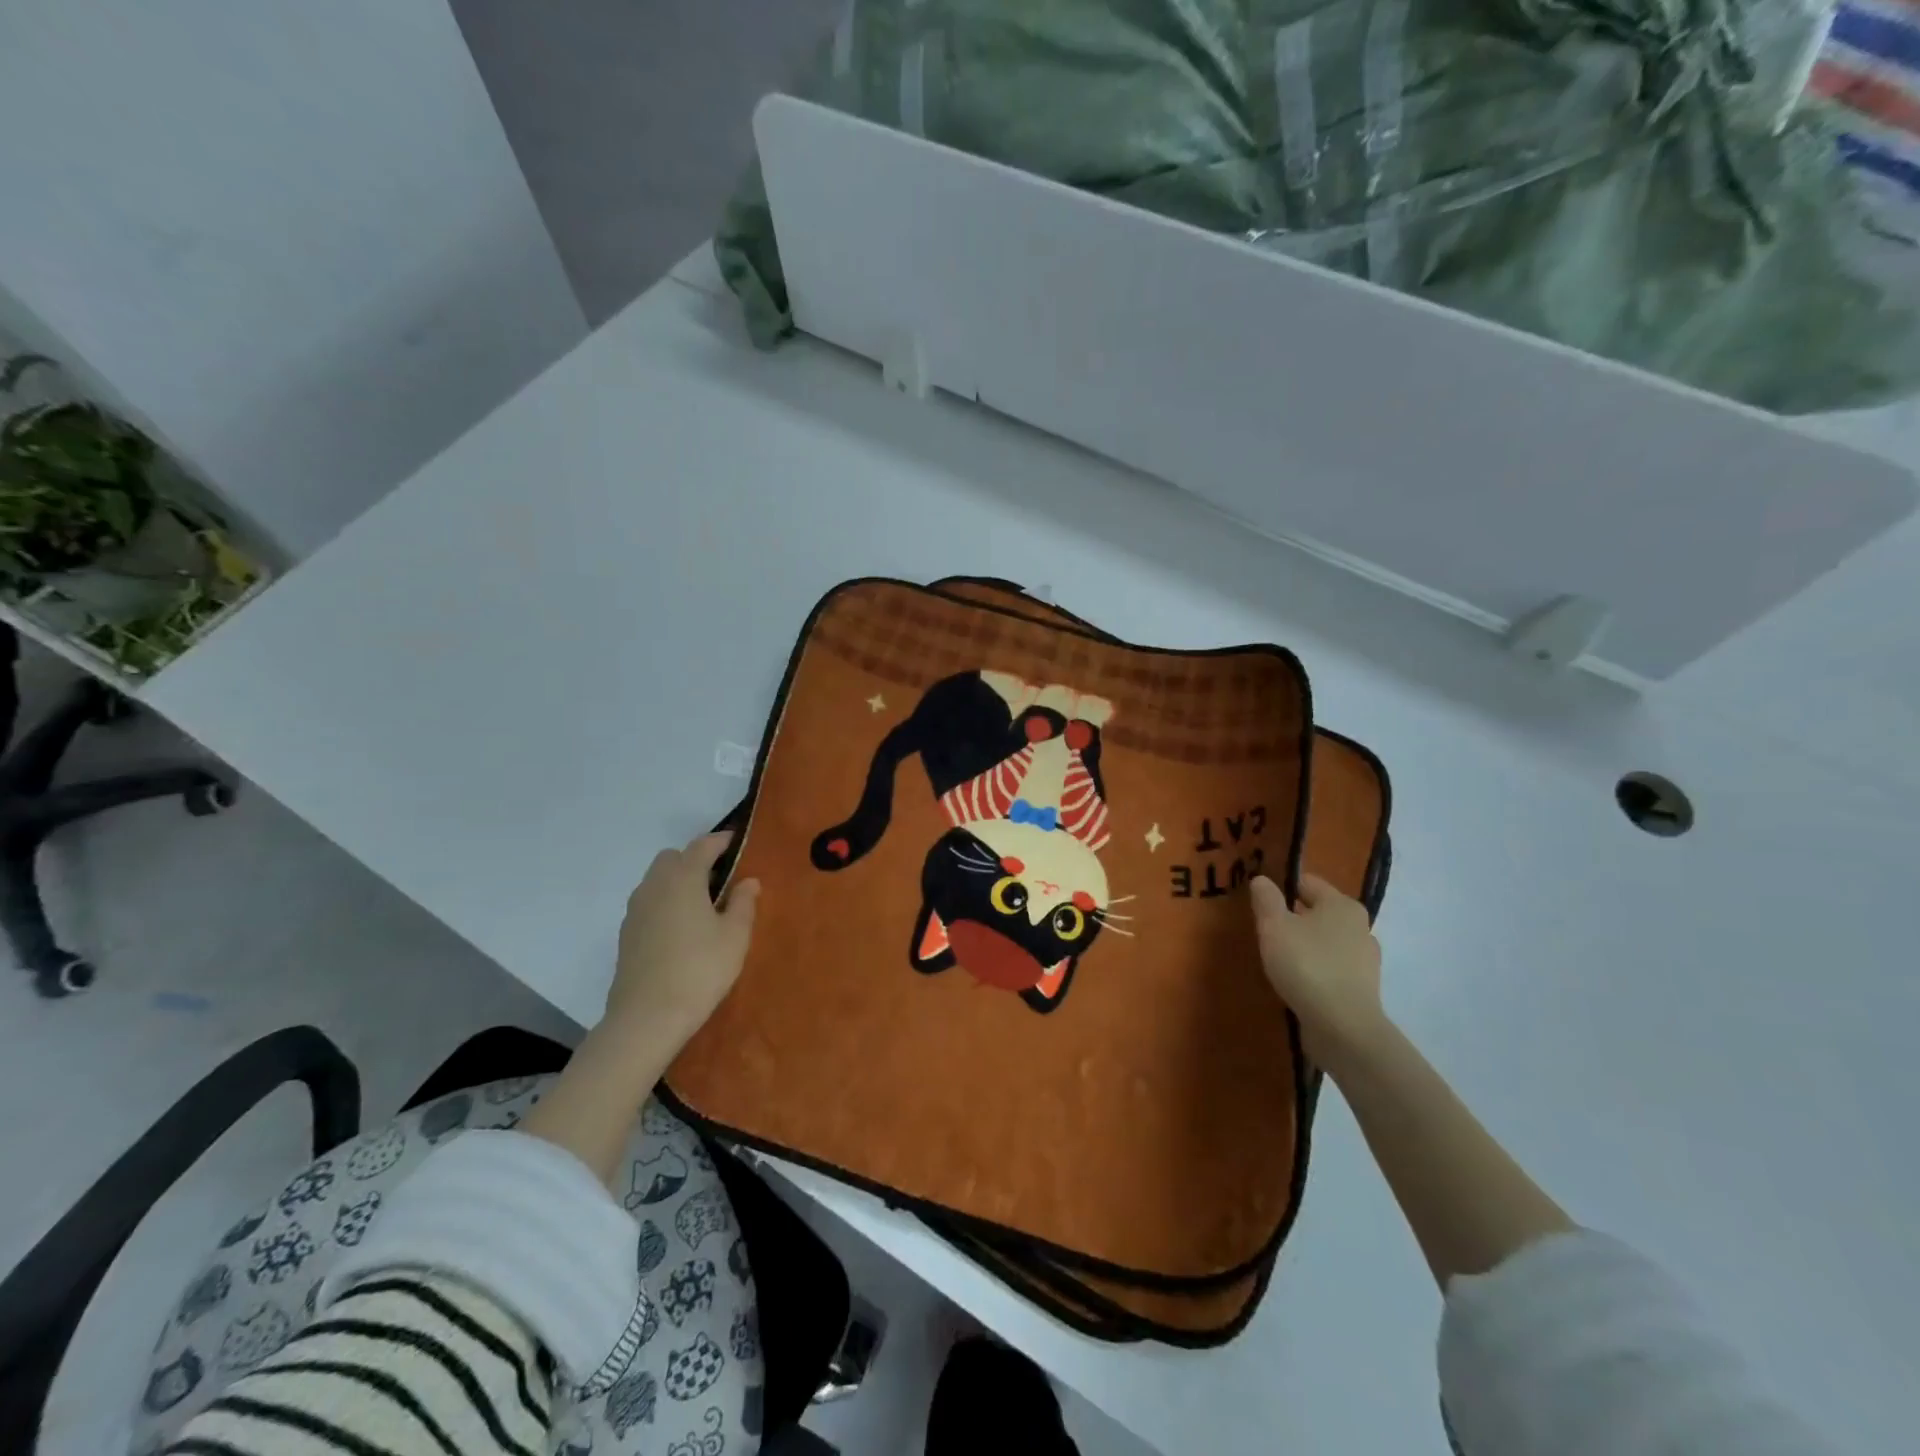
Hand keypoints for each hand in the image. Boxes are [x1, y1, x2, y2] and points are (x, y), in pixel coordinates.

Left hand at [605, 831, 759, 1043]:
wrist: (647, 1018)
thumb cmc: (700, 970)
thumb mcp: (735, 936)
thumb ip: (743, 902)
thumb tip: (748, 881)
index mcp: (683, 879)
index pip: (702, 846)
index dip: (721, 841)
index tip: (737, 842)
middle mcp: (654, 886)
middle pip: (673, 858)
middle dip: (695, 859)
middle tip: (720, 879)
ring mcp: (635, 910)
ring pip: (657, 880)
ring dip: (678, 881)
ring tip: (702, 905)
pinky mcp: (626, 933)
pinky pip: (649, 903)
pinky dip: (666, 902)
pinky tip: (681, 929)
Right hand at [1249, 873, 1384, 1070]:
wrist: (1343, 1028)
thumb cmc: (1306, 965)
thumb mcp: (1274, 926)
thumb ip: (1266, 899)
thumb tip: (1262, 880)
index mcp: (1342, 904)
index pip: (1306, 882)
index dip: (1280, 887)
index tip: (1259, 902)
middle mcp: (1360, 926)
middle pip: (1317, 912)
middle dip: (1293, 918)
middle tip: (1265, 931)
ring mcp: (1365, 959)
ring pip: (1325, 941)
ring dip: (1305, 945)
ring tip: (1278, 958)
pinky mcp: (1362, 988)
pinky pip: (1332, 967)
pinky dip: (1315, 969)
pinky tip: (1297, 981)